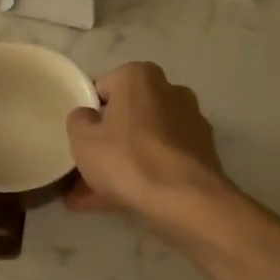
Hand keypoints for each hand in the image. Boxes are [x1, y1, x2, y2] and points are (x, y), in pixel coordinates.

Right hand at [65, 62, 229, 235]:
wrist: (185, 200)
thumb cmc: (128, 159)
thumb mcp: (83, 140)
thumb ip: (78, 120)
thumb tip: (87, 117)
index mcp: (140, 77)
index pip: (103, 88)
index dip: (87, 115)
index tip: (79, 139)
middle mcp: (170, 91)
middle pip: (127, 117)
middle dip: (106, 143)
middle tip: (83, 171)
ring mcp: (190, 123)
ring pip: (144, 143)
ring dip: (121, 165)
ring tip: (91, 198)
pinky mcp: (201, 153)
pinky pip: (161, 161)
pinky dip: (143, 176)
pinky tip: (118, 202)